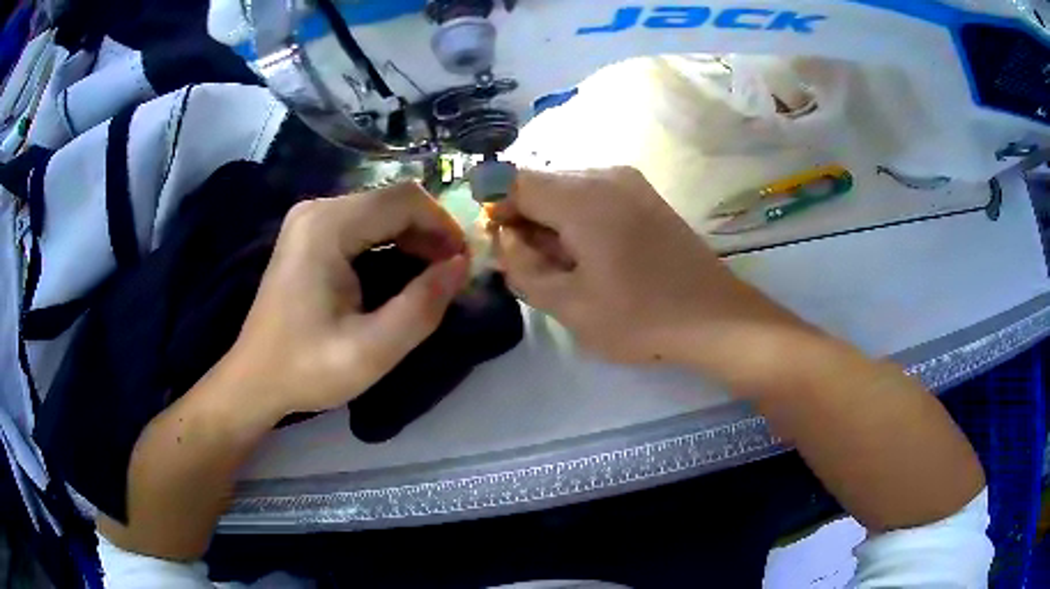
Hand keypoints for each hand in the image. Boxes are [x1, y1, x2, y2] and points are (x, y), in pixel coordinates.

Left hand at [223, 182, 469, 421]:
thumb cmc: (307, 369)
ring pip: (381, 210)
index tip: (462, 266)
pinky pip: (363, 224)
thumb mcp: (371, 350)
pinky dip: (390, 244)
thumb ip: (422, 307)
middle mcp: (317, 209)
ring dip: (413, 239)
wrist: (255, 380)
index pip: (405, 199)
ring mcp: (310, 219)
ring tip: (431, 278)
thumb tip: (462, 266)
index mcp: (327, 226)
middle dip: (430, 234)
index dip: (443, 226)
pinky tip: (400, 274)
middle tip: (450, 276)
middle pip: (393, 200)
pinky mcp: (309, 234)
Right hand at [489, 167, 807, 368]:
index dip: (495, 208)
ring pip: (567, 190)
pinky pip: (594, 195)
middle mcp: (604, 174)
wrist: (715, 317)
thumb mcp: (568, 304)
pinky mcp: (646, 195)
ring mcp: (630, 181)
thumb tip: (505, 237)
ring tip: (565, 266)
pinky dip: (578, 219)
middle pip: (541, 183)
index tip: (497, 244)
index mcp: (581, 196)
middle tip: (531, 265)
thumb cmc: (640, 317)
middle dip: (524, 218)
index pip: (513, 182)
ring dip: (552, 221)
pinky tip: (593, 255)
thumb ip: (522, 267)